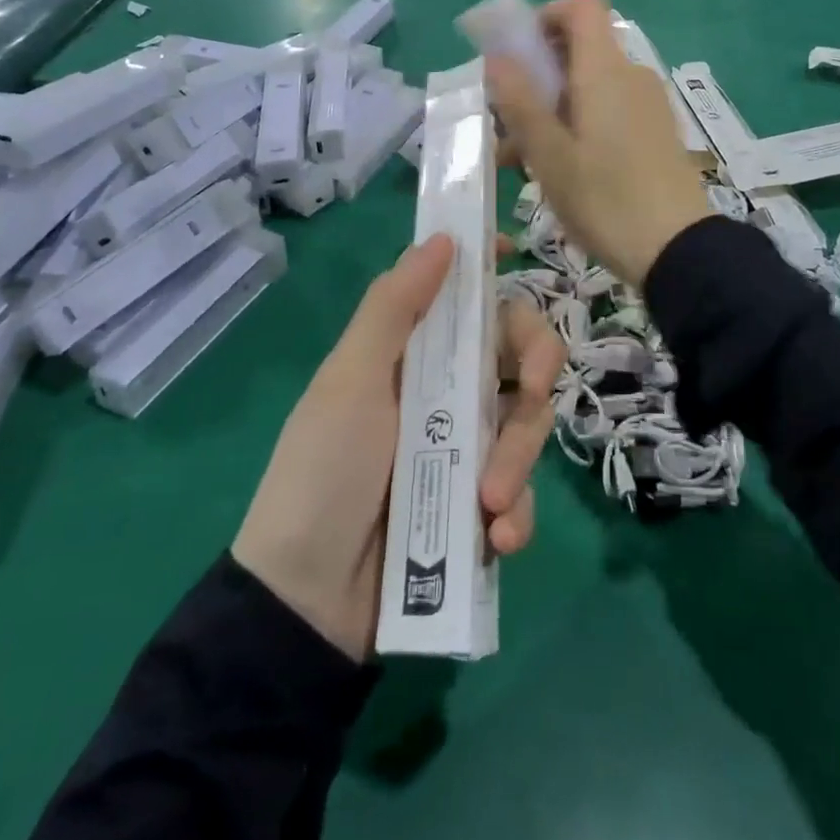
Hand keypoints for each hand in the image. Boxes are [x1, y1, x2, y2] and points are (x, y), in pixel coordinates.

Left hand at [231, 235, 562, 661]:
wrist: (306, 602)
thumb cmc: (322, 473)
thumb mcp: (349, 382)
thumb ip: (393, 309)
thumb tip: (442, 237)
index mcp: (414, 355)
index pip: (464, 298)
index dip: (491, 271)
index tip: (515, 254)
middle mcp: (447, 392)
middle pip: (516, 353)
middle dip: (534, 367)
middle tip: (529, 391)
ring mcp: (467, 450)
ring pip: (527, 424)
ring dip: (519, 460)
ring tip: (489, 503)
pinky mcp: (480, 506)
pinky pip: (522, 494)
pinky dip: (517, 514)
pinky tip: (495, 538)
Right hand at [486, 0, 710, 285]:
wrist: (678, 250)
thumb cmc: (605, 199)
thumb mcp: (549, 154)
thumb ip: (519, 101)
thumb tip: (497, 57)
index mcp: (605, 71)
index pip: (581, 8)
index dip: (545, 17)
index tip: (516, 55)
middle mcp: (631, 76)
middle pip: (579, 50)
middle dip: (536, 76)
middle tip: (505, 120)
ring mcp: (647, 105)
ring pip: (589, 87)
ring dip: (550, 109)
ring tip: (518, 159)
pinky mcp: (655, 132)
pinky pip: (608, 110)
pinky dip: (577, 124)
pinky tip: (557, 170)